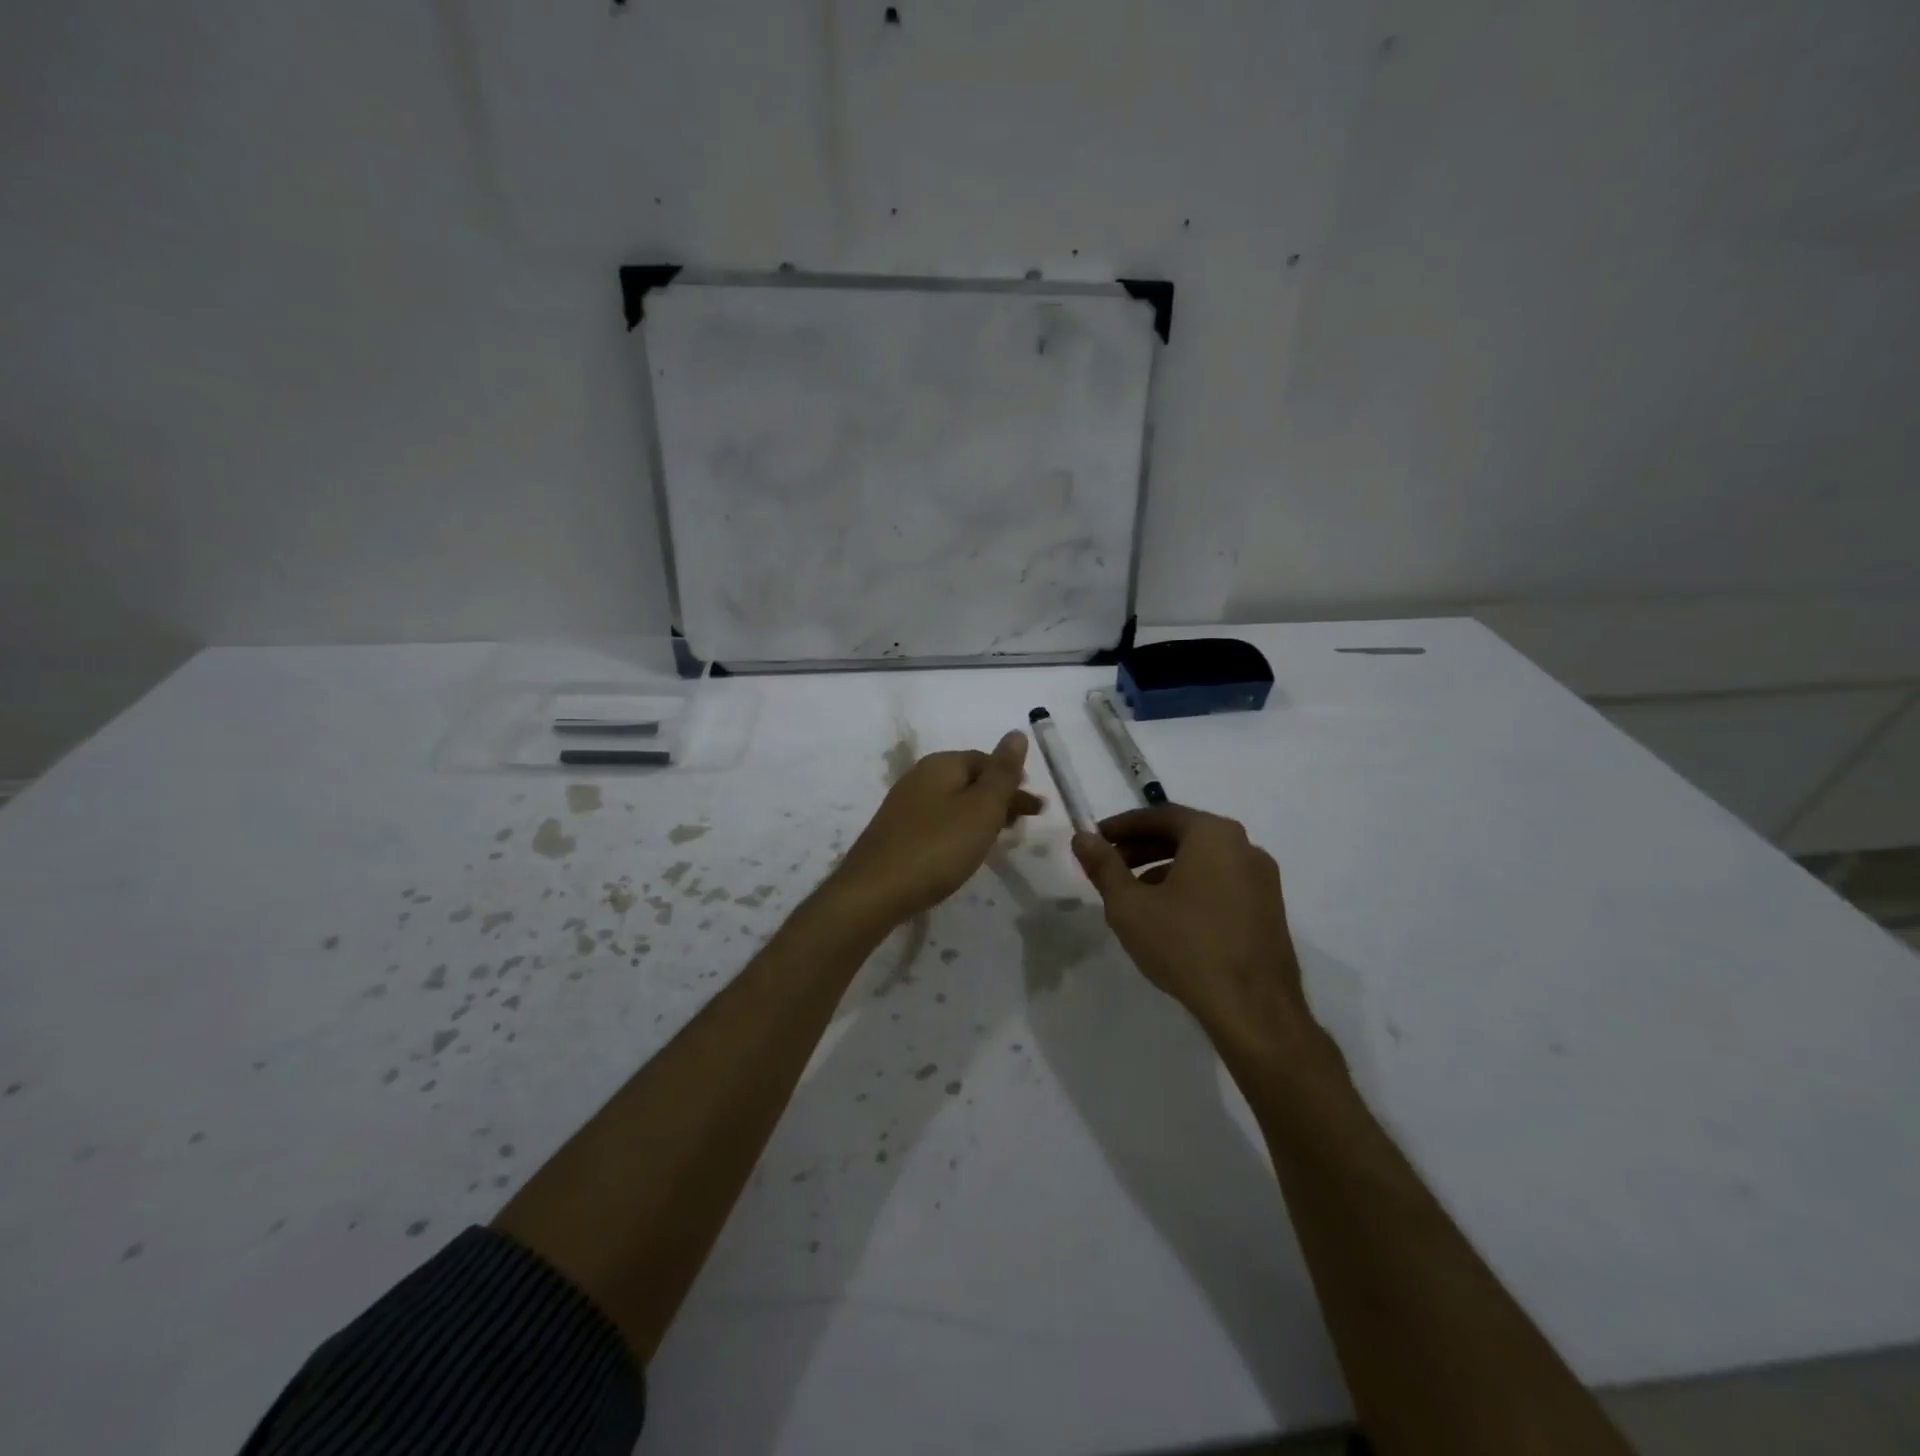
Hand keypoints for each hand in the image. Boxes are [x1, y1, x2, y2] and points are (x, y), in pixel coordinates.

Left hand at [834, 731, 1042, 921]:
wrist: (875, 891)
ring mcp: (905, 806)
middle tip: (1024, 824)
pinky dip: (960, 830)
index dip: (1013, 780)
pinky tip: (964, 851)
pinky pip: (938, 822)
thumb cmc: (937, 846)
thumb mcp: (981, 808)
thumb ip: (1002, 772)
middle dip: (1000, 799)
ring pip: (954, 803)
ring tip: (1000, 838)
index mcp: (941, 765)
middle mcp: (919, 777)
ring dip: (981, 816)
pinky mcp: (897, 834)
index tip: (1035, 808)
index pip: (985, 761)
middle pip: (969, 781)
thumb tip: (1017, 733)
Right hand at [1072, 804, 1311, 1045]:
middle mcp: (1244, 846)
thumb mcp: (1130, 905)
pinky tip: (1169, 917)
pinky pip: (1221, 883)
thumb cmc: (1186, 946)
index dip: (1122, 826)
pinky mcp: (1269, 910)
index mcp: (1214, 835)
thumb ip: (1103, 866)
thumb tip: (1082, 837)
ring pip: (1203, 861)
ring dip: (1164, 869)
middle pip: (1183, 835)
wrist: (1254, 1010)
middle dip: (1141, 848)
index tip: (1095, 840)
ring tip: (1133, 895)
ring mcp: (1262, 880)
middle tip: (1109, 866)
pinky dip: (1190, 887)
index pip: (1160, 815)